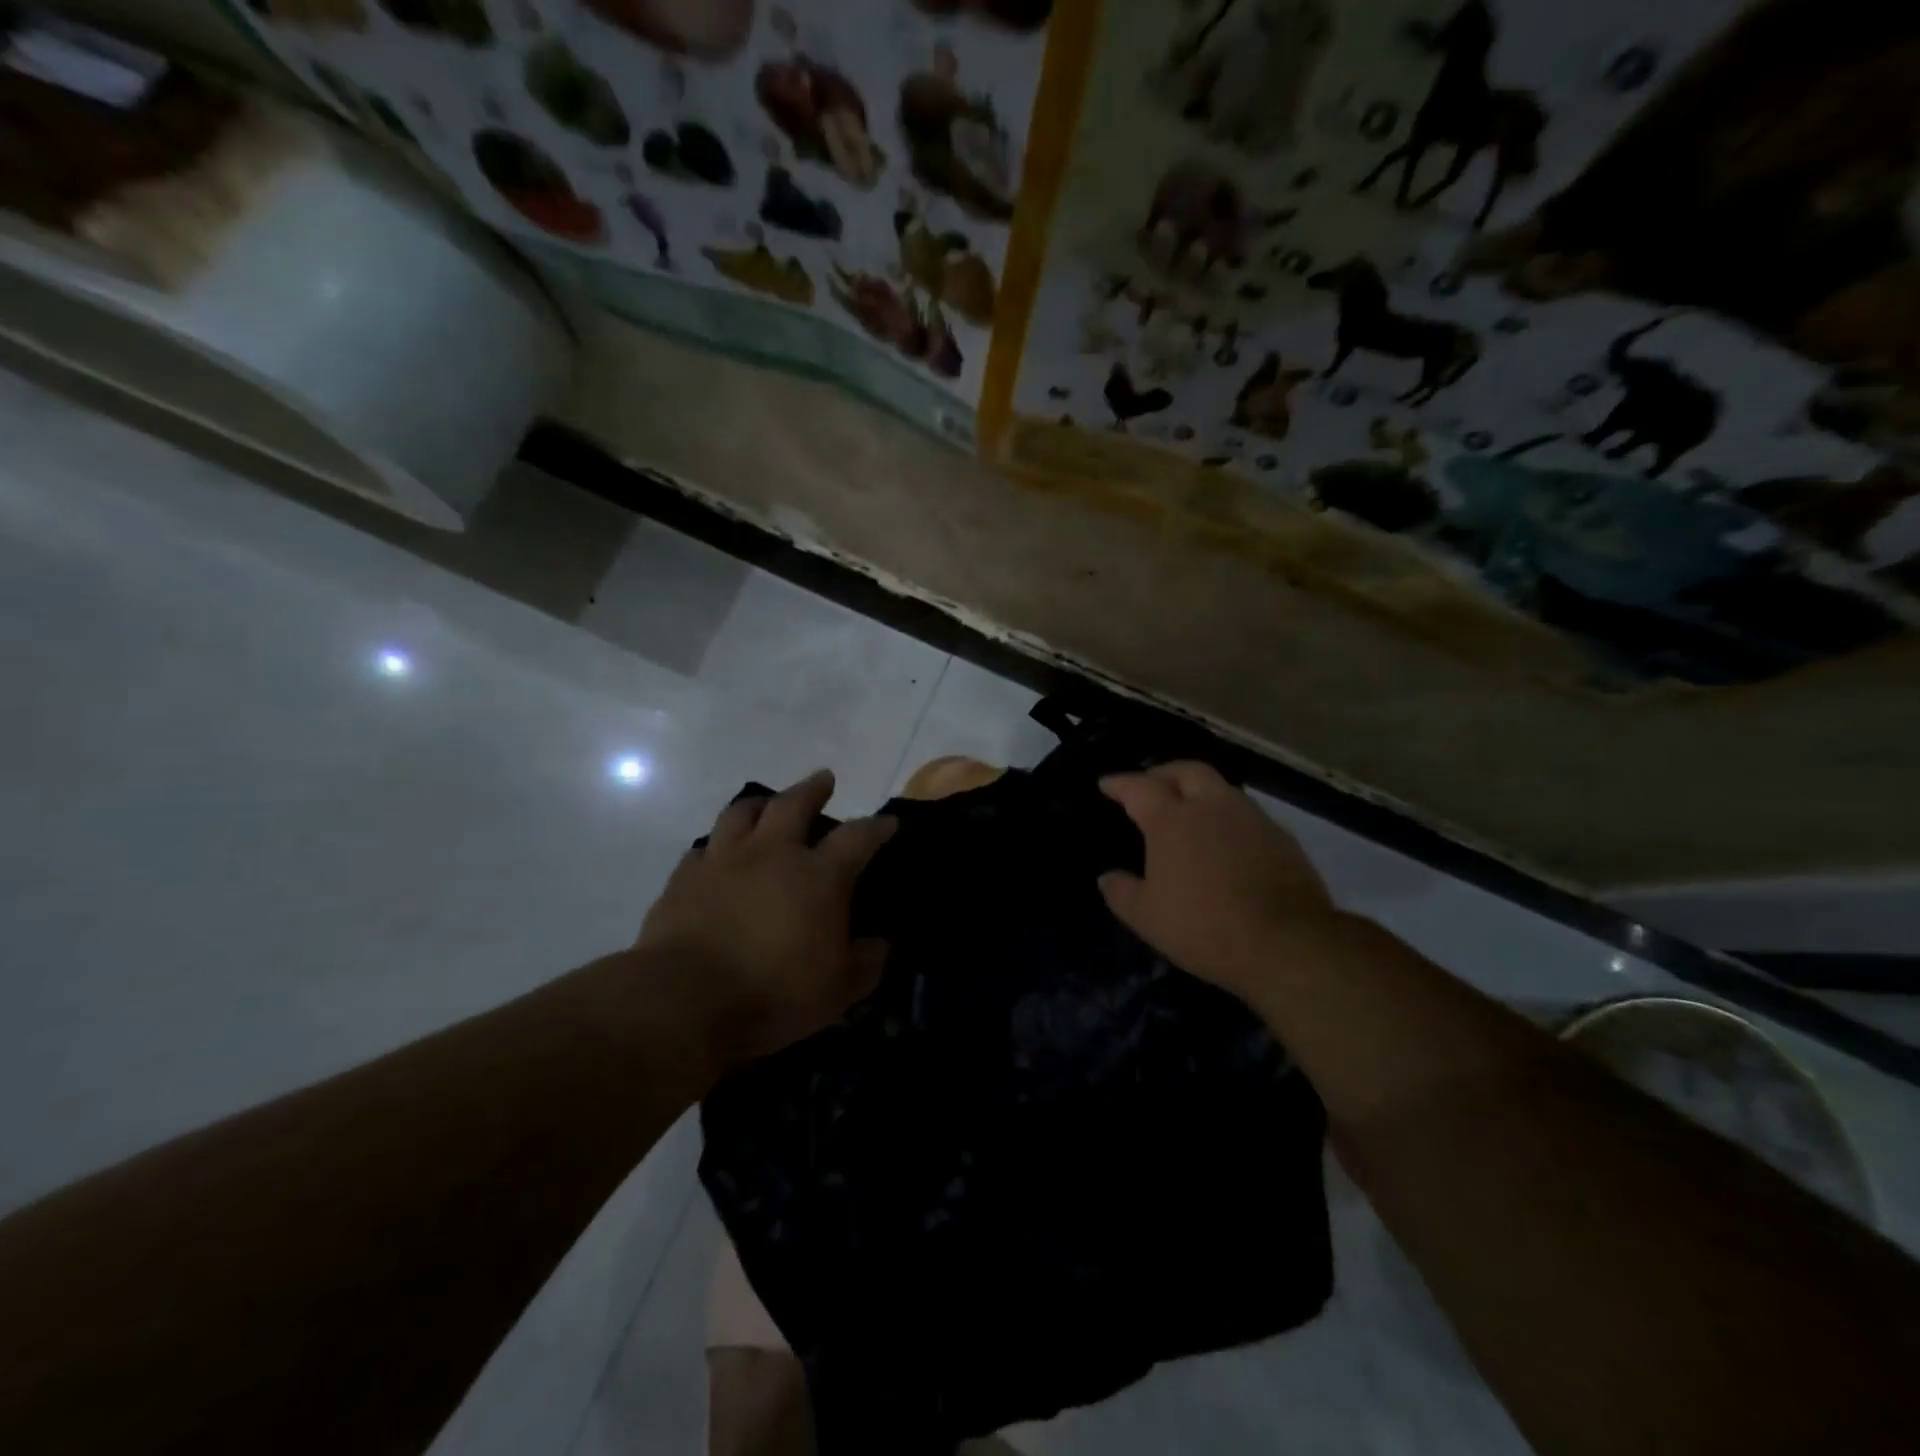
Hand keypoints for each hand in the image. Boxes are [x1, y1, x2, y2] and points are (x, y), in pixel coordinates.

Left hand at [636, 769, 895, 1071]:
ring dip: (760, 804)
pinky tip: (717, 855)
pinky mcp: (683, 879)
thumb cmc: (773, 994)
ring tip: (767, 804)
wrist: (683, 1001)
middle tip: (824, 779)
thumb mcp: (837, 991)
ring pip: (741, 813)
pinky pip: (702, 849)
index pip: (857, 838)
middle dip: (813, 789)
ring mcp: (723, 862)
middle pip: (794, 805)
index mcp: (818, 877)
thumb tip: (879, 945)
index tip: (888, 822)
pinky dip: (716, 847)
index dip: (876, 827)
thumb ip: (865, 964)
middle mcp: (772, 855)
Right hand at [1097, 761, 1339, 1002]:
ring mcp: (1252, 818)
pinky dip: (1227, 817)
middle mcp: (1212, 806)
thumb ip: (1121, 892)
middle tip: (1150, 784)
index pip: (1139, 787)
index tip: (1106, 783)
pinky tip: (1225, 840)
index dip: (1119, 783)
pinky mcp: (1282, 838)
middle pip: (1186, 770)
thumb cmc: (1204, 926)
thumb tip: (1107, 877)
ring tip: (1188, 811)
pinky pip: (1246, 814)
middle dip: (1163, 772)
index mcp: (1172, 819)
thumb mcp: (1147, 917)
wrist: (1287, 944)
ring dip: (1199, 791)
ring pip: (1221, 788)